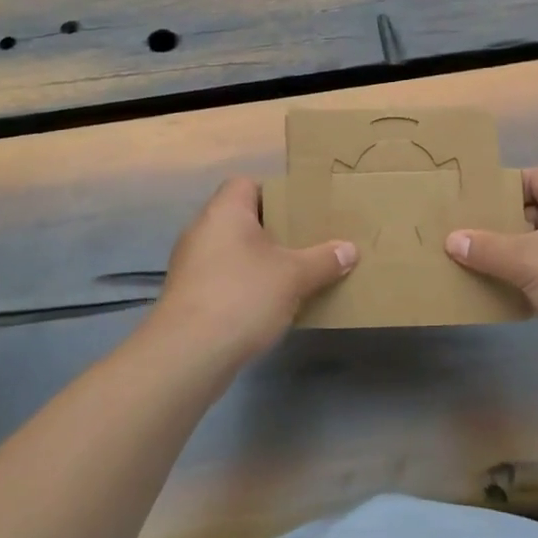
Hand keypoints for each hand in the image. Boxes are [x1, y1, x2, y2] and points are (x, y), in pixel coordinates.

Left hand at [146, 178, 356, 365]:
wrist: (188, 353)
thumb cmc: (243, 296)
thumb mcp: (294, 276)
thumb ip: (323, 260)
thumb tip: (350, 249)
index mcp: (224, 211)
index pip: (246, 184)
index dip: (274, 193)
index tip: (301, 212)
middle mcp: (202, 229)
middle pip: (240, 218)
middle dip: (273, 231)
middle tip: (305, 243)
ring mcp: (190, 264)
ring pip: (231, 251)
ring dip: (257, 261)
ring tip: (291, 275)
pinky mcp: (187, 295)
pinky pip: (222, 278)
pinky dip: (243, 285)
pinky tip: (267, 305)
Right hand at [445, 166, 537, 381]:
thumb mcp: (527, 261)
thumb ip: (487, 248)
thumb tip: (453, 239)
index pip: (531, 177)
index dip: (499, 188)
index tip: (467, 203)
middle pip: (534, 210)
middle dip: (499, 224)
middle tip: (462, 235)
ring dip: (513, 254)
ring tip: (474, 264)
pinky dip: (531, 278)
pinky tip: (504, 292)